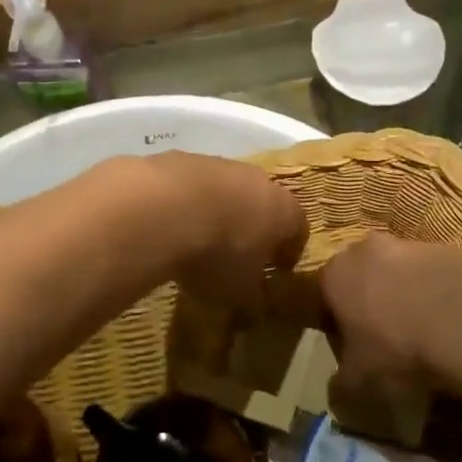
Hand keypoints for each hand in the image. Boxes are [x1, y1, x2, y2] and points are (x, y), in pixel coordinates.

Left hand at [138, 153, 307, 312]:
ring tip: (198, 240)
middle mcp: (258, 180)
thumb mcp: (240, 291)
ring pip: (226, 189)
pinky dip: (186, 203)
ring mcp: (219, 164)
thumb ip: (252, 296)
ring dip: (218, 211)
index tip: (277, 270)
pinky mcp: (182, 158)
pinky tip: (169, 224)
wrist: (163, 208)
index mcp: (285, 211)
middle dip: (254, 226)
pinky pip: (192, 185)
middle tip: (239, 254)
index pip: (299, 230)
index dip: (289, 252)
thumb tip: (254, 303)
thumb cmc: (218, 254)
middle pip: (263, 203)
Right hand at [316, 235, 461, 428]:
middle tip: (386, 341)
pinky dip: (437, 295)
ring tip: (424, 336)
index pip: (323, 297)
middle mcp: (367, 248)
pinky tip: (450, 326)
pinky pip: (434, 276)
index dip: (336, 326)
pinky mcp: (450, 251)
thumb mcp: (356, 384)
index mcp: (335, 273)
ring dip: (406, 297)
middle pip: (362, 278)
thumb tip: (340, 385)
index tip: (351, 351)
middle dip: (370, 304)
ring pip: (399, 273)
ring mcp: (411, 245)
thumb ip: (339, 383)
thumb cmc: (397, 353)